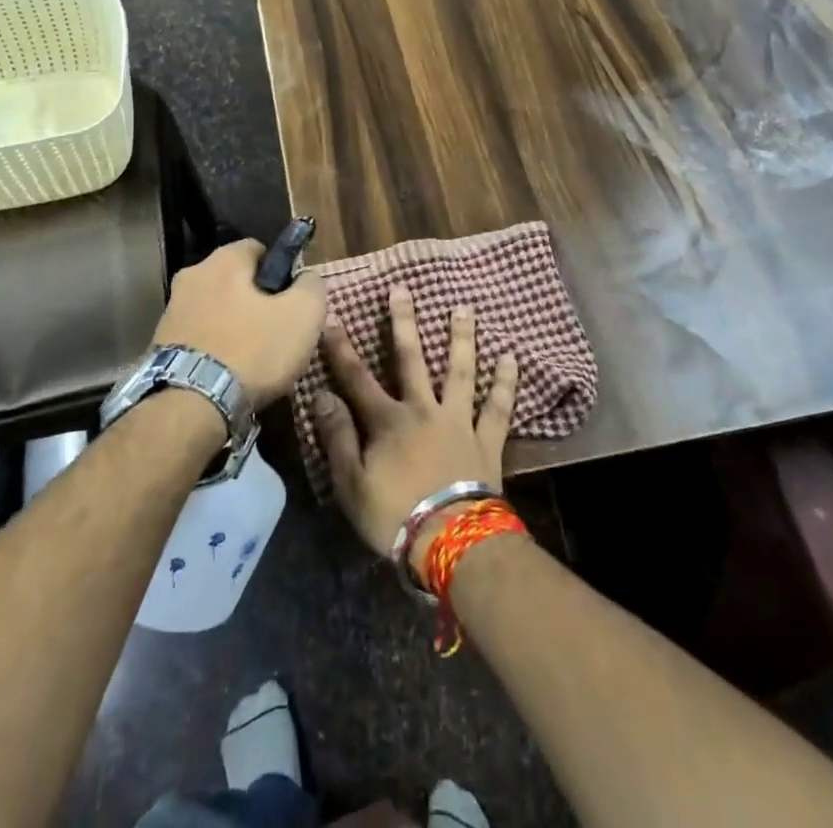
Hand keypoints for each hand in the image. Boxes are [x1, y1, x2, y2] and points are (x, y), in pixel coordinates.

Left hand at [152, 239, 326, 408]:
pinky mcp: (159, 345)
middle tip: (277, 332)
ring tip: (254, 360)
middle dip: (256, 301)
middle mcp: (191, 275)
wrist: (190, 406)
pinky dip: (215, 349)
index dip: (281, 271)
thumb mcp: (303, 315)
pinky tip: (229, 374)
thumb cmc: (253, 351)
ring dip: (233, 326)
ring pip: (216, 309)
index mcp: (223, 260)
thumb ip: (311, 286)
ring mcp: (171, 311)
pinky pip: (199, 337)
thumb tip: (306, 278)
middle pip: (235, 281)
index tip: (292, 301)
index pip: (259, 249)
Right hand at [312, 286, 518, 568]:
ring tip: (464, 308)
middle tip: (402, 289)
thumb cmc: (395, 516)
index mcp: (387, 421)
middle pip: (411, 359)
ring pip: (459, 371)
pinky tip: (511, 357)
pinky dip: (505, 382)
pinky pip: (498, 407)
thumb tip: (321, 395)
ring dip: (461, 338)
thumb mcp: (352, 483)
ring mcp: (458, 421)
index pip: (357, 378)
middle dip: (403, 322)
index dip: (342, 349)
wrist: (453, 543)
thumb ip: (338, 437)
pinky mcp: (487, 440)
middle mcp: (423, 409)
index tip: (332, 318)